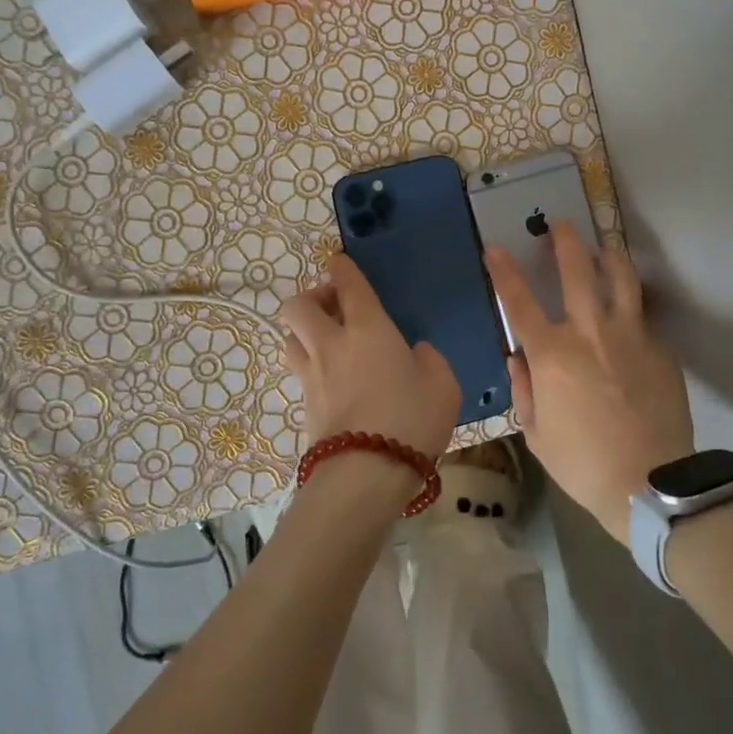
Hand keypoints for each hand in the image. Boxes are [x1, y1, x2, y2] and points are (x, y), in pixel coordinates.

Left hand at [279, 254, 460, 463]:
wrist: (366, 474)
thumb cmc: (411, 420)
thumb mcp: (442, 384)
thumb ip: (429, 360)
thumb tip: (414, 353)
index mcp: (368, 328)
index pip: (347, 283)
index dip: (340, 266)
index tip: (339, 260)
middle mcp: (332, 343)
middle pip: (297, 305)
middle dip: (312, 297)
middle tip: (335, 308)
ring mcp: (312, 375)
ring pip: (290, 337)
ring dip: (304, 331)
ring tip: (329, 341)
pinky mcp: (304, 405)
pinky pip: (300, 370)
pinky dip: (311, 364)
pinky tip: (333, 378)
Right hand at [485, 223, 693, 540]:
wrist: (649, 484)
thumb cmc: (582, 463)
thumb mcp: (536, 434)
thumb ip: (525, 389)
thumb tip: (520, 359)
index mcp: (553, 354)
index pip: (519, 302)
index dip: (504, 272)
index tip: (495, 248)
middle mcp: (590, 332)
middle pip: (577, 271)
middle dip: (565, 241)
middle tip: (560, 223)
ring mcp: (631, 336)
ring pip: (621, 279)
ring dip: (609, 255)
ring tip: (604, 246)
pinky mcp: (660, 349)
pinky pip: (643, 317)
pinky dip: (632, 306)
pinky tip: (629, 311)